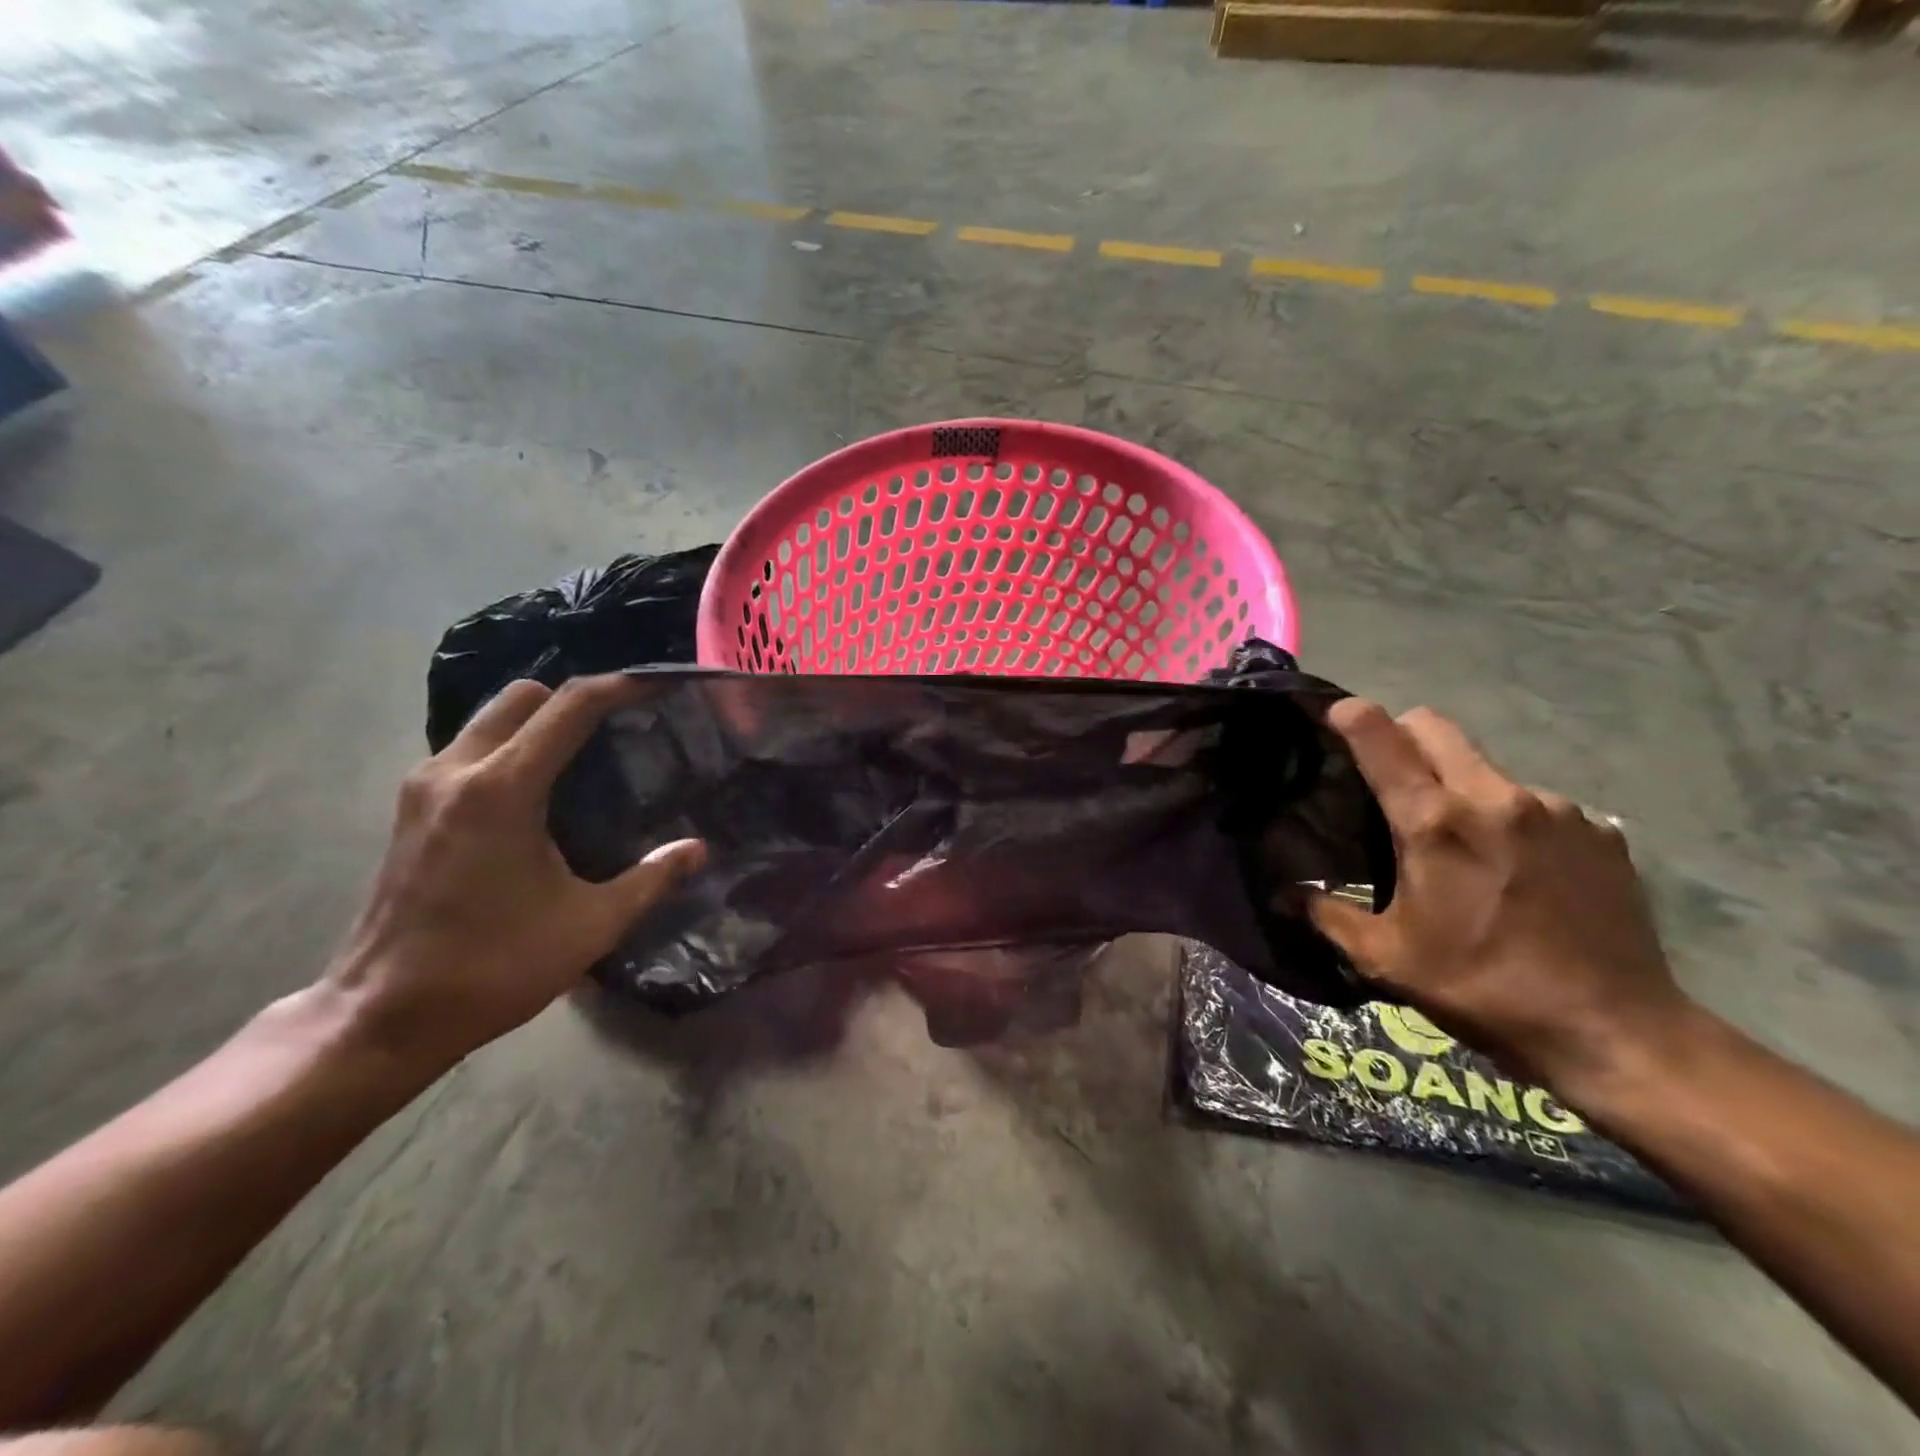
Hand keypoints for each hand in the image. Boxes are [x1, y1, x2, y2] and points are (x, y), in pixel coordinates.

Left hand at [325, 674, 704, 1070]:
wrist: (383, 1015)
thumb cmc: (494, 966)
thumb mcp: (590, 926)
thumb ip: (651, 880)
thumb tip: (698, 850)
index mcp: (503, 790)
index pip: (569, 707)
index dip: (618, 688)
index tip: (657, 685)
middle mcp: (456, 771)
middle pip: (522, 697)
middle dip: (574, 699)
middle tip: (622, 727)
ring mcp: (425, 788)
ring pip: (489, 719)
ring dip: (539, 721)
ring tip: (589, 753)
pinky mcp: (412, 809)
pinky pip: (470, 748)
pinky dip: (511, 746)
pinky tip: (543, 788)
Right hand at [1309, 700, 1691, 1097]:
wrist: (1619, 1032)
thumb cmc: (1484, 989)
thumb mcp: (1388, 959)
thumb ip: (1328, 915)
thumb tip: (1282, 894)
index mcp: (1436, 823)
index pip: (1383, 736)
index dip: (1351, 715)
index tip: (1333, 716)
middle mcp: (1496, 797)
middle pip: (1435, 727)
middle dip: (1401, 735)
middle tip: (1387, 777)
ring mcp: (1557, 810)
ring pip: (1485, 767)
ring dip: (1459, 784)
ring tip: (1461, 842)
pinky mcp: (1600, 832)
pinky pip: (1536, 803)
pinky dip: (1510, 819)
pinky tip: (1516, 869)